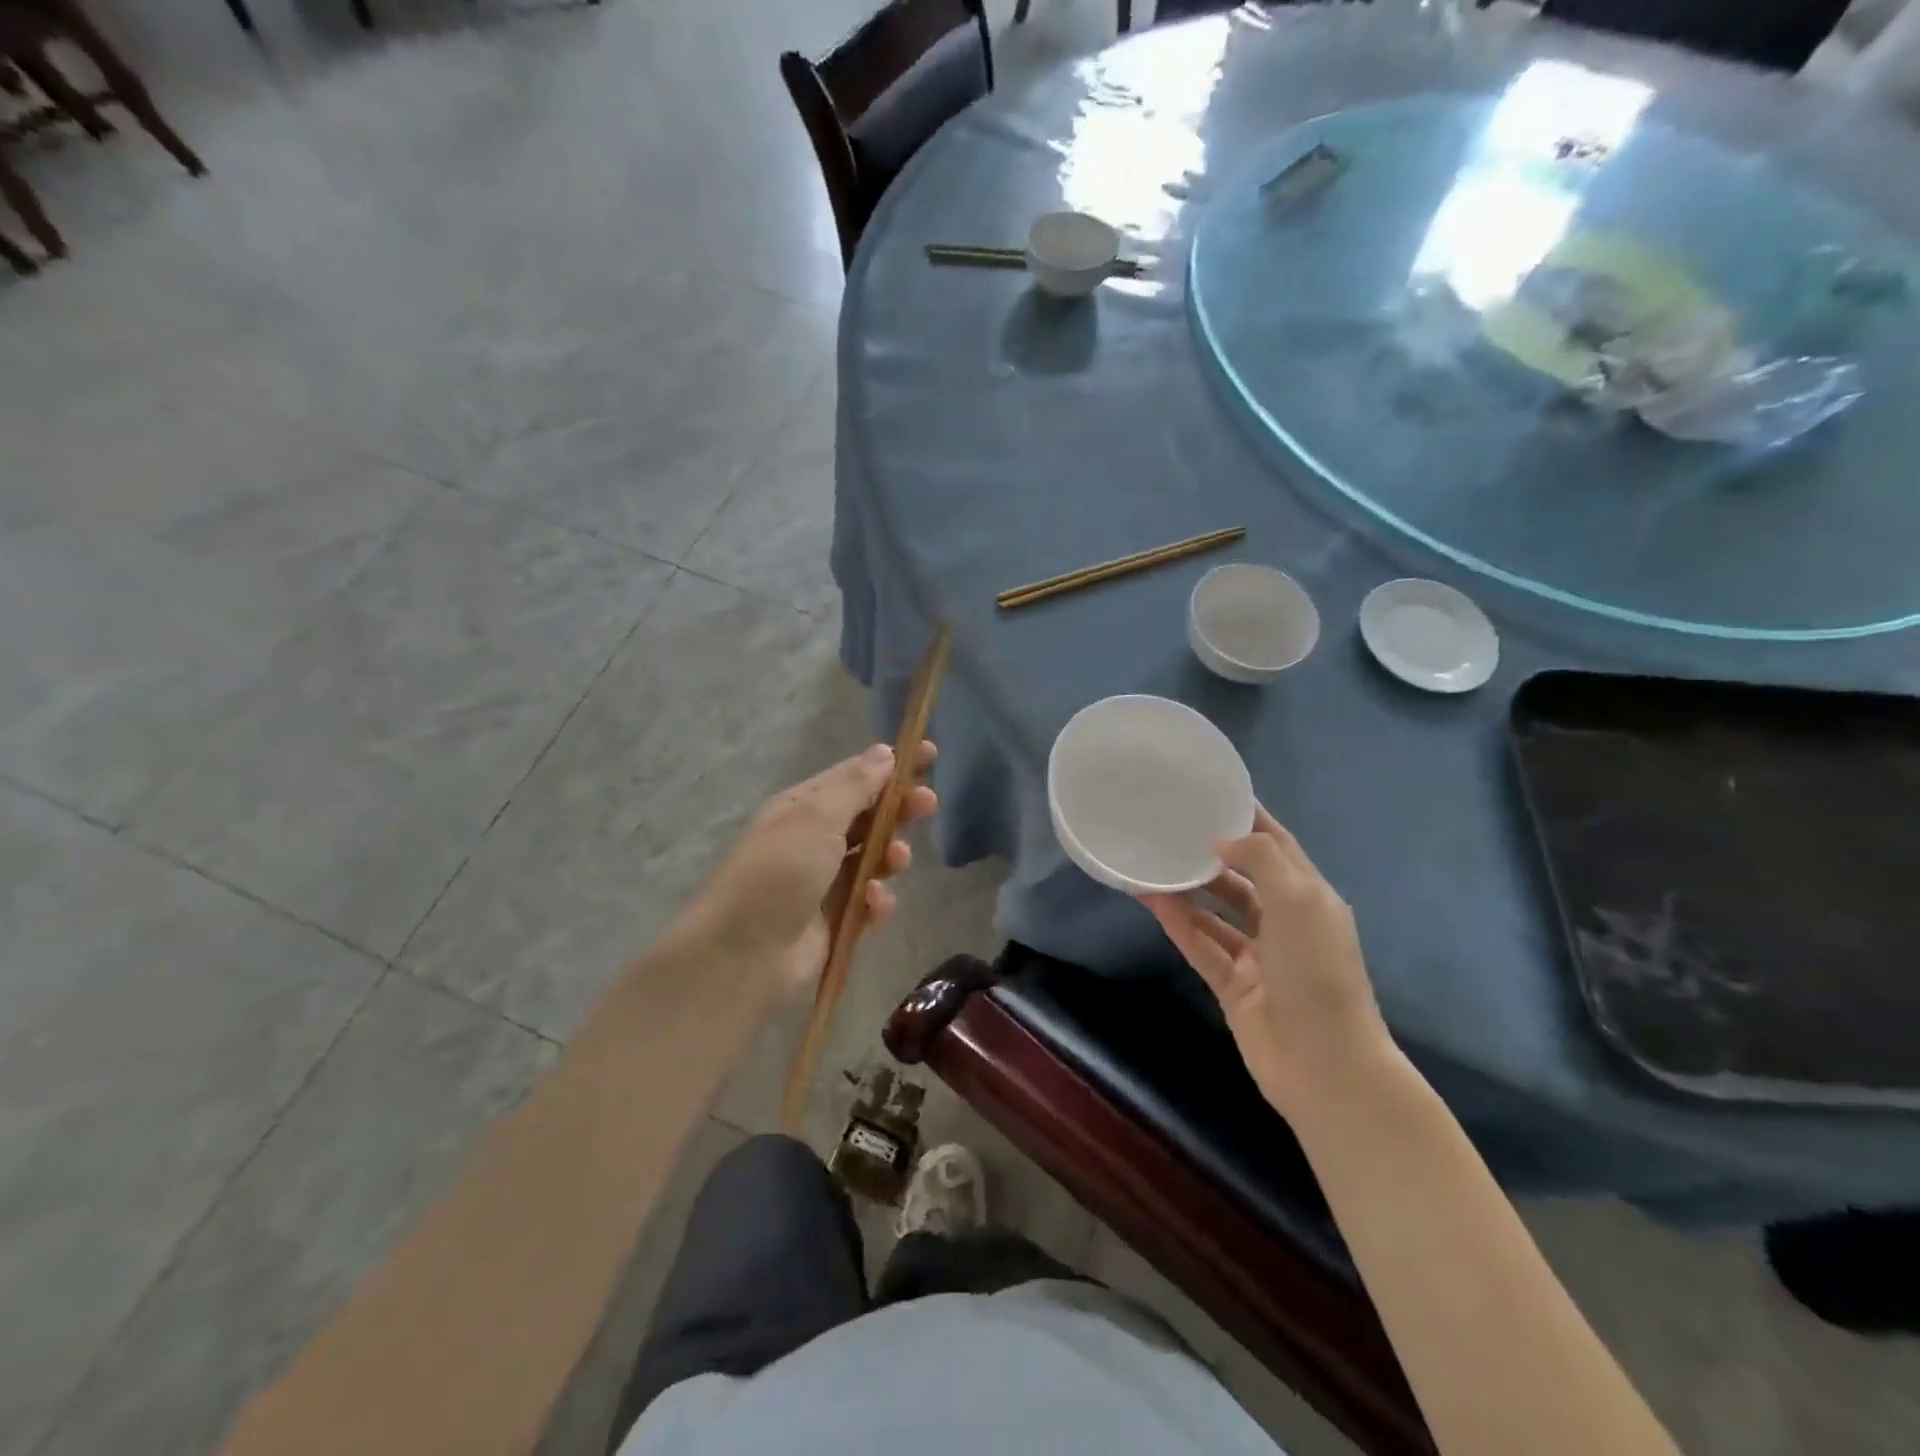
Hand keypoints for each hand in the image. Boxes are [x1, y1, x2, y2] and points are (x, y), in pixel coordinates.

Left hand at [682, 741, 937, 999]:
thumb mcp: (817, 818)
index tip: (930, 754)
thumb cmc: (779, 872)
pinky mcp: (835, 921)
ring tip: (897, 859)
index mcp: (802, 808)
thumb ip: (856, 786)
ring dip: (891, 855)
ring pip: (874, 859)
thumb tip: (883, 752)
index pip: (855, 776)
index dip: (892, 765)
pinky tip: (873, 903)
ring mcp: (824, 882)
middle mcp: (813, 840)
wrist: (742, 954)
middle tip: (929, 804)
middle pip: (869, 816)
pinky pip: (868, 903)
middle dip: (900, 808)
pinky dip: (876, 901)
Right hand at [1141, 804, 1390, 1113]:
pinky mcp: (1231, 984)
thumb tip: (1220, 841)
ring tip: (1151, 858)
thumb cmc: (1318, 972)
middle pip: (1244, 877)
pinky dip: (1176, 921)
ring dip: (1188, 887)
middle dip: (1213, 852)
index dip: (1250, 819)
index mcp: (1311, 898)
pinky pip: (1199, 943)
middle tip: (1171, 825)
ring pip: (1215, 911)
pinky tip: (1149, 897)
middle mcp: (1284, 923)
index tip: (1214, 793)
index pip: (1278, 847)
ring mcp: (1257, 956)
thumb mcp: (1300, 901)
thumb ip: (1261, 859)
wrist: (1324, 1066)